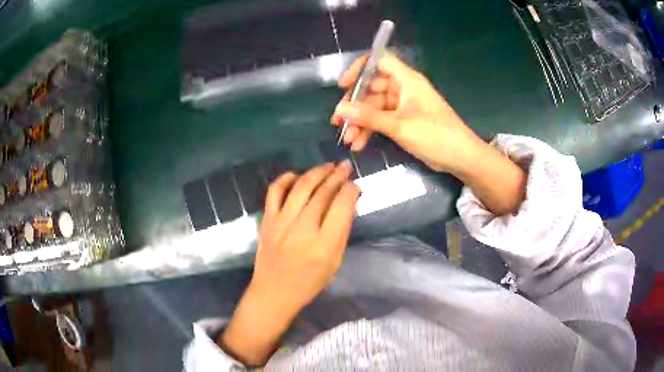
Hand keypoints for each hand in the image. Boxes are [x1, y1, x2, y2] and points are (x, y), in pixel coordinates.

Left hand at [220, 162, 359, 365]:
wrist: (274, 292)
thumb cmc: (309, 282)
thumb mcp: (335, 262)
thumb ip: (342, 232)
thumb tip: (349, 204)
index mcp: (324, 244)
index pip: (341, 206)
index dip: (351, 190)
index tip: (355, 185)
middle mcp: (303, 229)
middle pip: (322, 192)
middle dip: (337, 175)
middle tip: (345, 166)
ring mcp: (281, 222)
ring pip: (301, 187)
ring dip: (316, 172)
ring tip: (327, 166)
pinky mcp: (267, 220)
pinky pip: (274, 192)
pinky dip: (285, 179)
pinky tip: (296, 174)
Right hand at [333, 55, 525, 215]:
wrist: (460, 157)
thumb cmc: (435, 135)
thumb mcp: (400, 126)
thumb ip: (369, 117)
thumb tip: (340, 110)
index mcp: (406, 79)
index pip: (379, 61)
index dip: (360, 69)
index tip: (343, 85)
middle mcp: (403, 88)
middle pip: (372, 88)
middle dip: (355, 105)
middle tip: (338, 121)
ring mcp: (403, 105)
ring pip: (374, 107)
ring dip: (360, 122)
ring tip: (348, 139)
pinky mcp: (404, 121)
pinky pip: (381, 120)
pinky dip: (370, 130)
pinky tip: (359, 144)